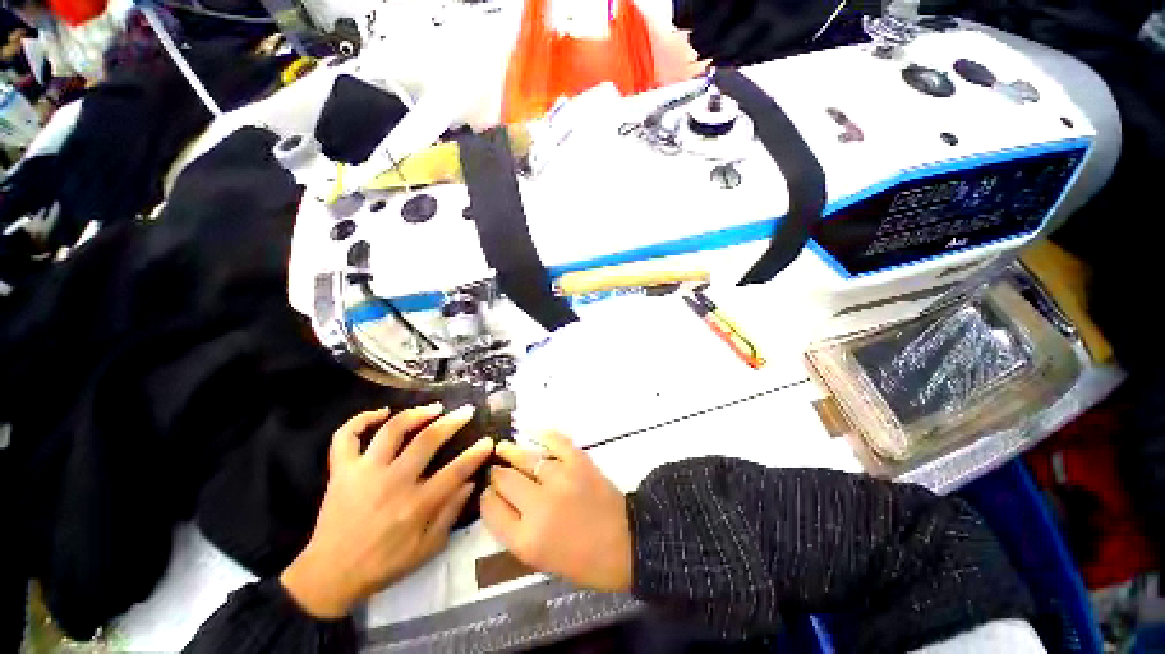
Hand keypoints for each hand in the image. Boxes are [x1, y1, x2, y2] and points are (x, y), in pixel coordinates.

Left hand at [280, 404, 493, 617]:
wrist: (329, 576)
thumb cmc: (383, 565)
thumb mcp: (426, 549)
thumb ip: (450, 514)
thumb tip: (469, 482)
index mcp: (416, 505)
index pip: (455, 471)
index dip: (476, 453)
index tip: (488, 441)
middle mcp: (392, 482)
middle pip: (427, 440)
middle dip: (452, 421)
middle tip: (466, 411)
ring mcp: (364, 473)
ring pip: (392, 430)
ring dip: (416, 414)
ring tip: (434, 408)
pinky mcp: (341, 471)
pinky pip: (346, 437)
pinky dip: (361, 419)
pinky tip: (381, 412)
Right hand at [480, 433, 631, 591]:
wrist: (625, 543)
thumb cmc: (583, 560)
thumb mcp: (540, 559)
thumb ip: (515, 531)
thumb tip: (500, 500)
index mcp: (526, 540)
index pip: (491, 509)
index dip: (487, 498)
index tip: (489, 493)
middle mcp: (539, 506)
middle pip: (504, 480)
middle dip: (497, 474)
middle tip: (497, 470)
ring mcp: (560, 479)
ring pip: (525, 458)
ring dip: (511, 452)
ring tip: (503, 447)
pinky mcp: (579, 461)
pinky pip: (555, 441)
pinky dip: (542, 435)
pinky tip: (531, 433)